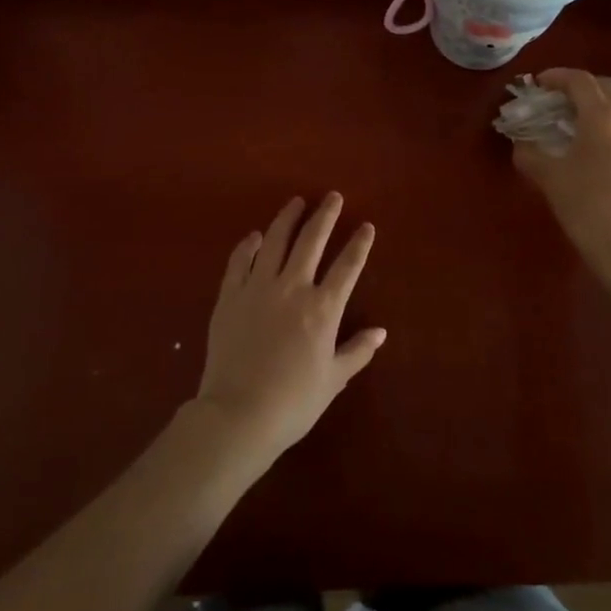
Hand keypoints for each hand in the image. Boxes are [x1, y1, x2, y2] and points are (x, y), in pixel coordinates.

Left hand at [195, 194, 384, 465]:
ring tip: (296, 202)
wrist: (238, 414)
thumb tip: (381, 332)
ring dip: (288, 218)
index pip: (347, 266)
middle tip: (333, 197)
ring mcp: (258, 288)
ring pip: (275, 241)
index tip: (366, 225)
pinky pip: (239, 261)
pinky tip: (255, 235)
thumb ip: (357, 351)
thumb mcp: (333, 380)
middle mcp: (293, 288)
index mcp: (322, 309)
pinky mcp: (230, 296)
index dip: (359, 244)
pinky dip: (248, 245)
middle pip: (311, 241)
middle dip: (325, 216)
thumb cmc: (293, 402)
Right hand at [513, 69, 610, 261]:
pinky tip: (607, 164)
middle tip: (559, 102)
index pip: (580, 81)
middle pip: (607, 89)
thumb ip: (530, 155)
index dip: (557, 76)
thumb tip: (521, 146)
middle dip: (582, 89)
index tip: (540, 83)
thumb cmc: (587, 208)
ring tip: (582, 132)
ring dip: (602, 112)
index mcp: (604, 119)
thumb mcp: (549, 179)